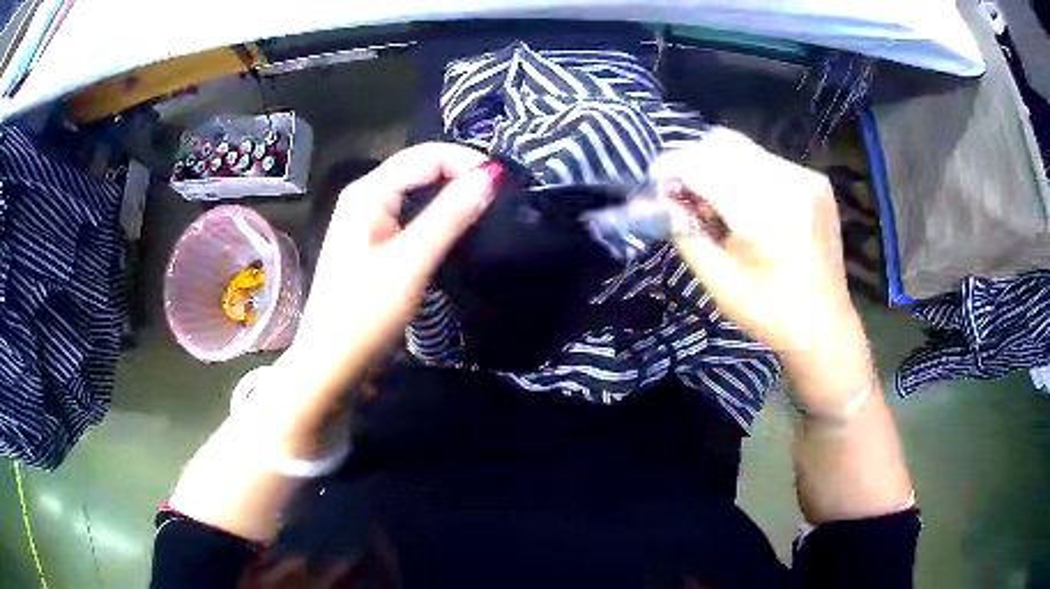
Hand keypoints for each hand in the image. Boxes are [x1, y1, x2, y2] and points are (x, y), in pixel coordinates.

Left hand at [270, 143, 501, 449]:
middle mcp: (365, 196)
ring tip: (487, 205)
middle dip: (460, 171)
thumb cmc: (365, 313)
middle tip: (501, 194)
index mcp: (368, 192)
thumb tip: (490, 176)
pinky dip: (437, 212)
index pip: (425, 156)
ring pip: (416, 190)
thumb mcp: (410, 262)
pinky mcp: (373, 242)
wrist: (332, 362)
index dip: (466, 161)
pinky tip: (456, 225)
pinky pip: (410, 212)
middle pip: (419, 167)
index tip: (504, 183)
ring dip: (451, 191)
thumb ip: (449, 215)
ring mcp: (367, 220)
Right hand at [652, 128, 869, 409]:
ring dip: (718, 167)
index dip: (669, 169)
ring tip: (719, 207)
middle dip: (693, 164)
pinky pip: (766, 160)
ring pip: (743, 148)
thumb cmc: (769, 312)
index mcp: (764, 213)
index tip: (652, 187)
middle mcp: (788, 181)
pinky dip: (744, 174)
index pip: (701, 164)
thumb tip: (656, 197)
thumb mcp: (717, 280)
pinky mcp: (815, 180)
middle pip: (721, 143)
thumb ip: (683, 231)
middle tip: (686, 199)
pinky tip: (748, 208)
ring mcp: (806, 177)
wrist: (825, 325)